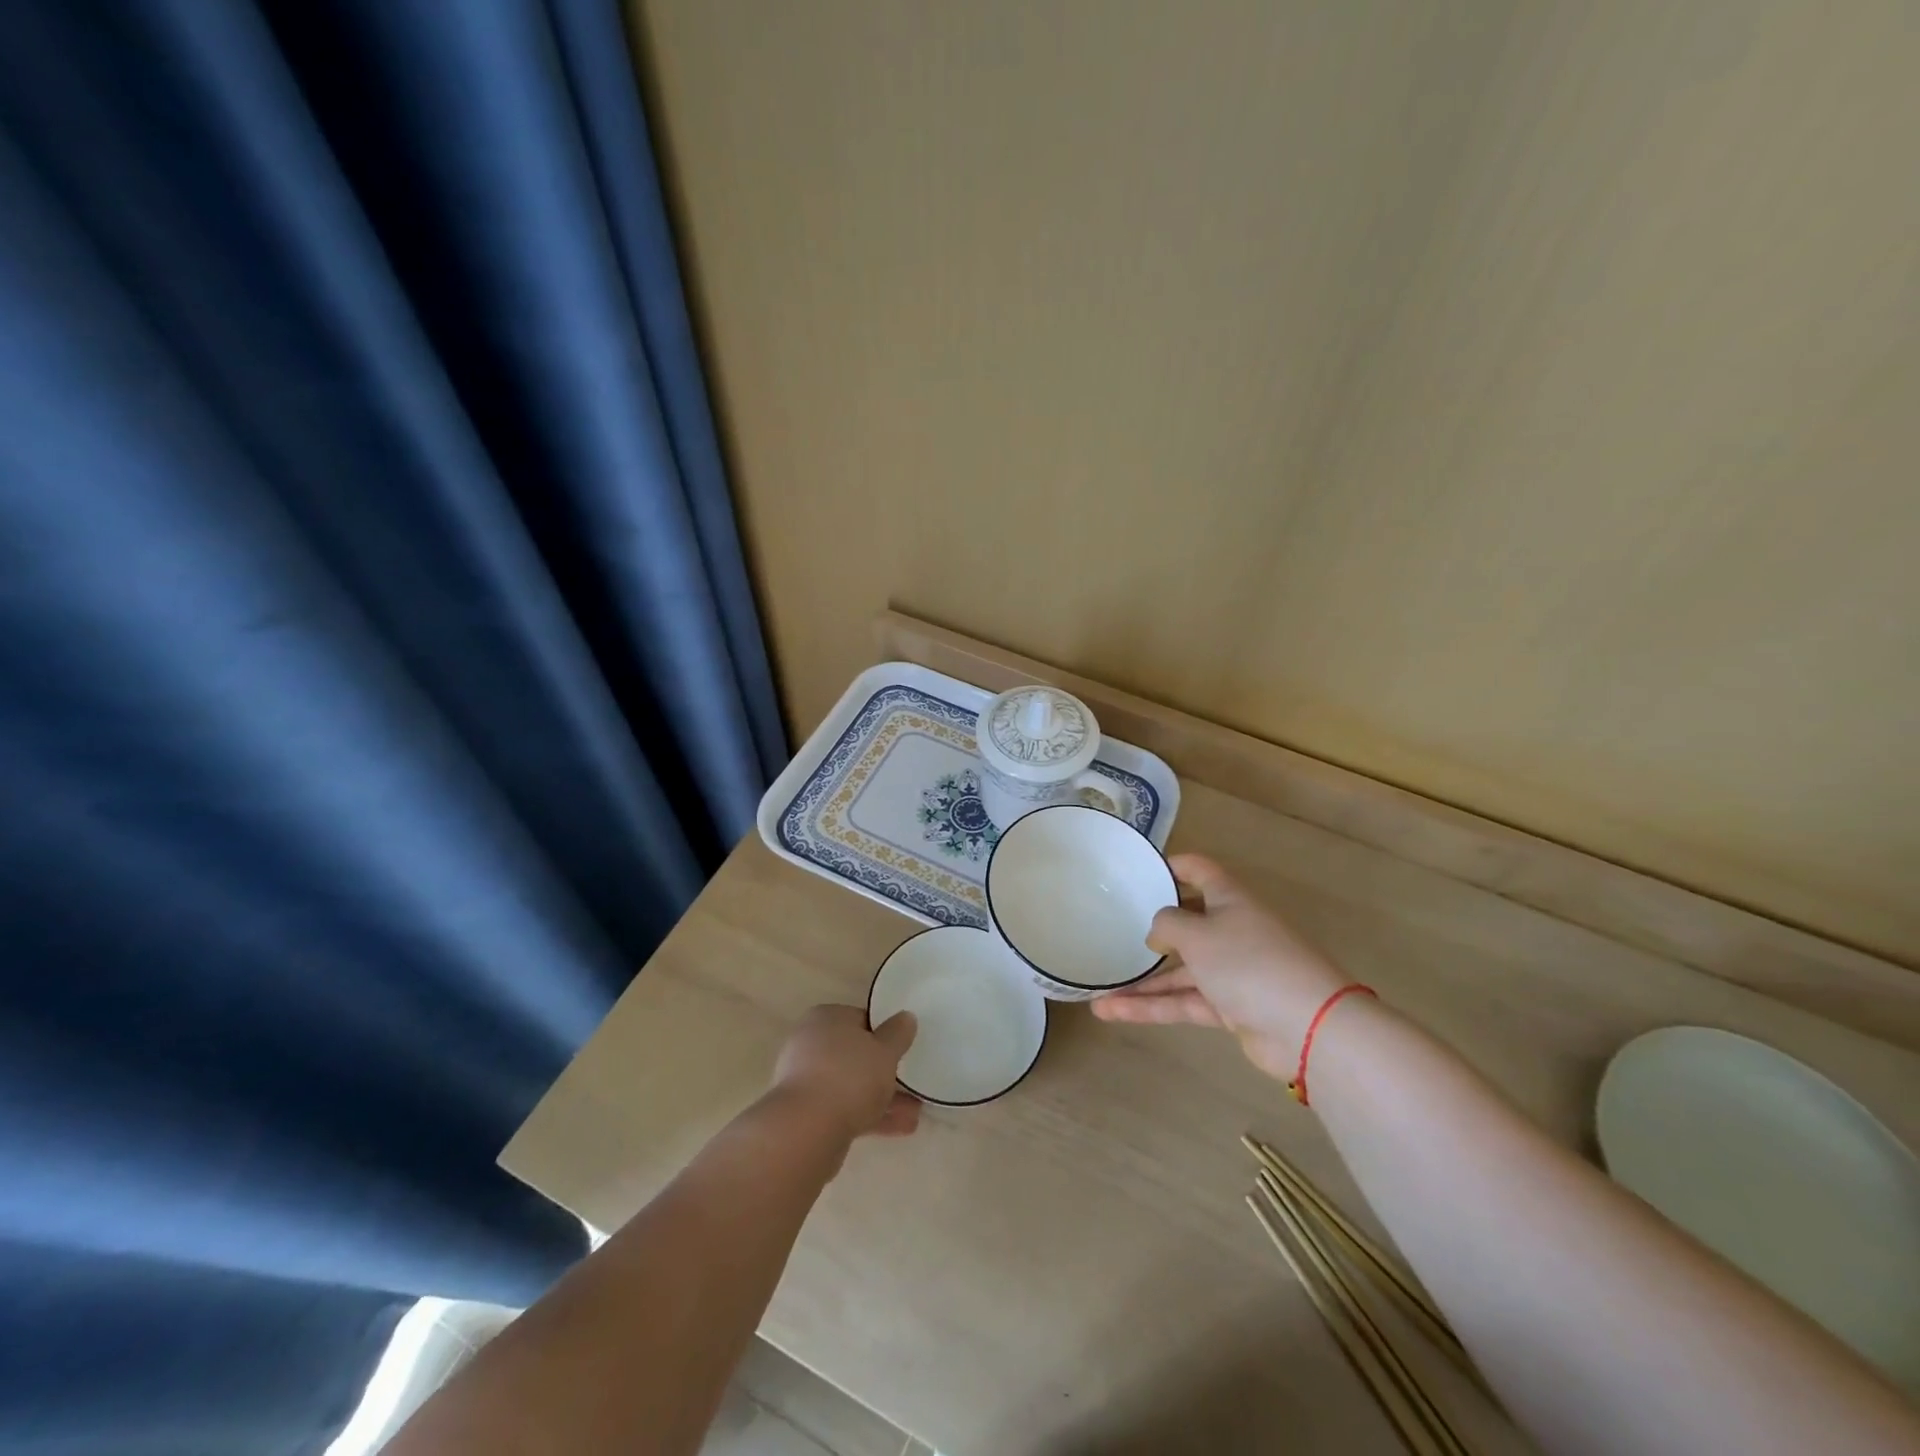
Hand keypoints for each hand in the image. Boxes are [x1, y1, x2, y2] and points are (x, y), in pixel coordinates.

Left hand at [771, 1005, 921, 1141]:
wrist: (807, 1131)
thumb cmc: (849, 1076)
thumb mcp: (885, 1050)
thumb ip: (898, 1034)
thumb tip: (906, 1017)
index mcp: (826, 1018)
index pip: (861, 1019)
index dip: (885, 1034)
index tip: (904, 1050)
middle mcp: (811, 1044)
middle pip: (855, 1055)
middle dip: (884, 1072)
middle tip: (911, 1084)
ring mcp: (805, 1080)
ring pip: (851, 1085)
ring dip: (881, 1097)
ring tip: (915, 1114)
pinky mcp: (806, 1113)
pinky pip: (844, 1108)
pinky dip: (868, 1115)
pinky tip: (898, 1129)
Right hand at [1092, 853, 1349, 1079]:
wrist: (1308, 1028)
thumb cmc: (1249, 962)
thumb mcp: (1198, 933)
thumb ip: (1166, 925)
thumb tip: (1156, 933)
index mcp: (1230, 899)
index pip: (1198, 870)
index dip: (1170, 866)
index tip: (1137, 871)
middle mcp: (1231, 929)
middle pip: (1186, 922)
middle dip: (1150, 929)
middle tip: (1110, 930)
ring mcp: (1231, 970)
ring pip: (1178, 970)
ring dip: (1141, 982)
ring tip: (1097, 989)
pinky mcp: (1229, 1007)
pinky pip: (1183, 1000)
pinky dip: (1151, 1007)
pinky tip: (1112, 1012)